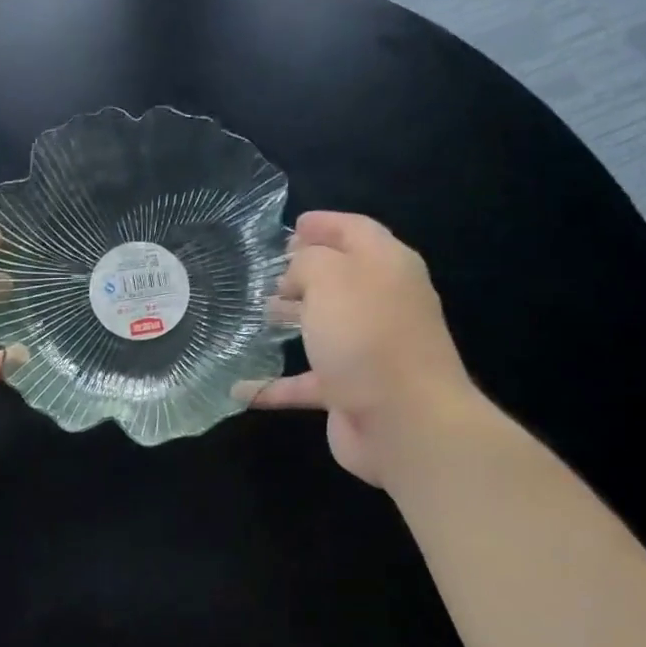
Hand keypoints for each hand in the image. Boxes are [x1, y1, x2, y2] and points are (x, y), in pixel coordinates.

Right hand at [243, 211, 481, 485]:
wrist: (405, 423)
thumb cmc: (367, 337)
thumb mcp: (331, 279)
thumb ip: (308, 262)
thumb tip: (297, 273)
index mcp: (387, 267)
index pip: (356, 231)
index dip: (326, 224)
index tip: (293, 225)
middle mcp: (382, 305)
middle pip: (341, 279)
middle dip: (304, 272)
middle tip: (267, 273)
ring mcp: (369, 351)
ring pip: (325, 328)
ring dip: (292, 320)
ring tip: (256, 315)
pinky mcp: (351, 392)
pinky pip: (305, 382)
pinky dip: (274, 385)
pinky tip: (240, 390)